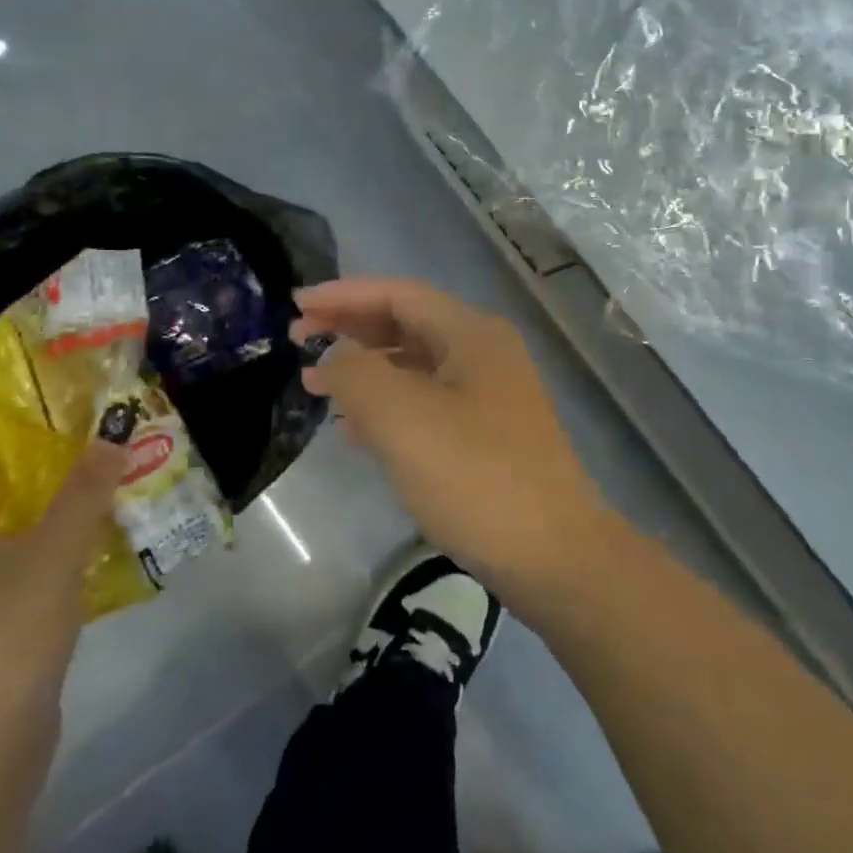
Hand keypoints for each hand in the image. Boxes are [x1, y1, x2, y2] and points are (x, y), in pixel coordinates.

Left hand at [0, 444, 126, 750]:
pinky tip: (94, 543)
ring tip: (94, 483)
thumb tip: (114, 432)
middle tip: (76, 441)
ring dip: (46, 511)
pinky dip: (52, 550)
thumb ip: (85, 490)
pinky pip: (21, 572)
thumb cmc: (6, 632)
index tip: (28, 411)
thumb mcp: (52, 550)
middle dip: (27, 470)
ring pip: (6, 539)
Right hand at [294, 278, 612, 591]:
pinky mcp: (487, 436)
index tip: (296, 305)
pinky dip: (386, 407)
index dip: (344, 295)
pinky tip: (353, 429)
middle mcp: (484, 354)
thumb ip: (357, 374)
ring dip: (365, 369)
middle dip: (351, 328)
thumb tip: (334, 356)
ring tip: (315, 383)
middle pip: (407, 324)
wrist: (556, 559)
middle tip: (298, 341)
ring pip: (414, 366)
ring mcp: (489, 397)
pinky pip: (426, 404)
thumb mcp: (404, 419)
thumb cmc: (477, 478)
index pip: (398, 294)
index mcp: (471, 334)